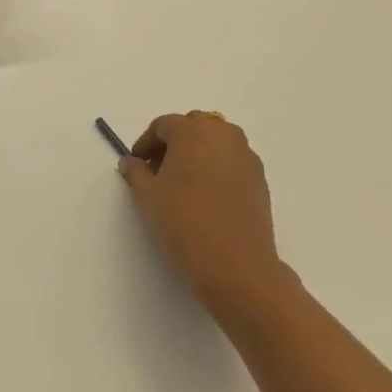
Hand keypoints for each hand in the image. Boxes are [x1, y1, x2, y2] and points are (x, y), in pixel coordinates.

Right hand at [120, 112, 287, 319]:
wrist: (237, 265)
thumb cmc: (185, 223)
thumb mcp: (148, 196)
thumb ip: (135, 172)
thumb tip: (131, 162)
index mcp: (192, 131)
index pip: (163, 125)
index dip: (145, 143)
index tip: (137, 164)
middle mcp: (222, 134)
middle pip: (192, 126)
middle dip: (173, 143)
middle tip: (158, 170)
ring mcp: (245, 154)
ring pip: (215, 140)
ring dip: (197, 152)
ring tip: (184, 182)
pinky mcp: (260, 177)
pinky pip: (231, 159)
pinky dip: (216, 166)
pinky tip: (207, 195)